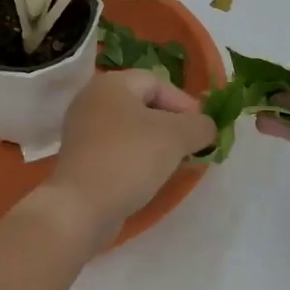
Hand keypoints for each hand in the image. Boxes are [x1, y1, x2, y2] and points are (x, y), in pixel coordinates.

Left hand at [33, 70, 216, 256]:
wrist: (81, 207)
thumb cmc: (129, 159)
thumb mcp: (176, 136)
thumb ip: (200, 125)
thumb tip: (207, 127)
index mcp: (111, 83)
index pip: (158, 82)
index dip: (185, 104)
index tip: (204, 131)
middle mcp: (92, 99)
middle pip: (144, 104)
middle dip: (173, 124)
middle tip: (192, 146)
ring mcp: (83, 130)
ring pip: (132, 128)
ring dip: (157, 143)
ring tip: (176, 163)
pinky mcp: (82, 157)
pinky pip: (118, 149)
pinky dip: (138, 158)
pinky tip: (150, 176)